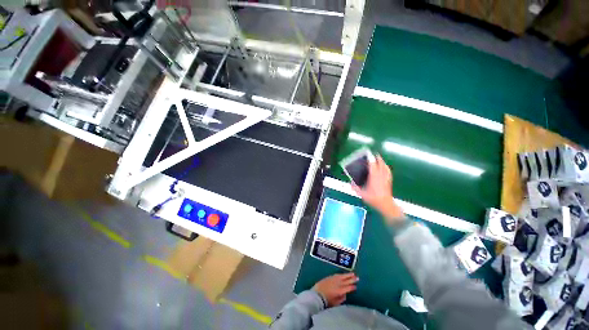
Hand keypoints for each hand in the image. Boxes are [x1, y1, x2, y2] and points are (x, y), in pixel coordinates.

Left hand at [313, 273, 358, 306]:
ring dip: (348, 275)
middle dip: (352, 279)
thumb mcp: (335, 303)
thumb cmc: (326, 301)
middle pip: (346, 280)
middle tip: (357, 277)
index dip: (352, 287)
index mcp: (340, 290)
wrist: (317, 294)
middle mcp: (338, 283)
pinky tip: (343, 274)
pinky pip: (337, 275)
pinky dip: (341, 274)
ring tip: (353, 273)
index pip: (348, 288)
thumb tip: (344, 294)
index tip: (356, 286)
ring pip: (342, 276)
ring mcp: (334, 279)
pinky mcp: (330, 277)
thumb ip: (341, 298)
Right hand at [352, 155, 403, 223]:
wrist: (386, 205)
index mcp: (374, 178)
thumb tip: (350, 182)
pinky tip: (385, 167)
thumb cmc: (374, 199)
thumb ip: (355, 188)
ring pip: (385, 167)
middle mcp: (381, 176)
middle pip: (380, 164)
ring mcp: (386, 178)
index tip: (369, 154)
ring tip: (379, 159)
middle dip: (378, 159)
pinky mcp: (389, 181)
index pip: (373, 166)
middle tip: (374, 154)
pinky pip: (388, 171)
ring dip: (382, 162)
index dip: (371, 159)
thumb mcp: (362, 194)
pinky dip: (386, 167)